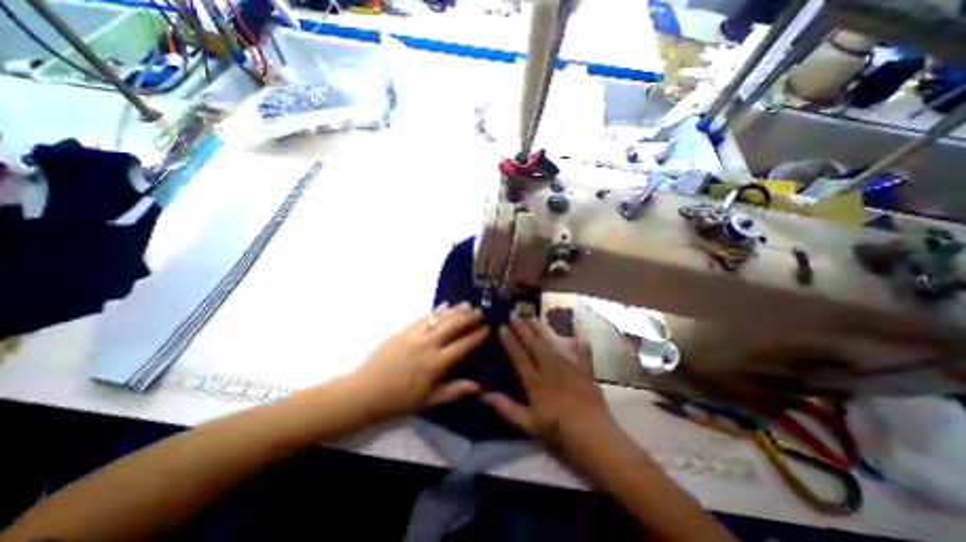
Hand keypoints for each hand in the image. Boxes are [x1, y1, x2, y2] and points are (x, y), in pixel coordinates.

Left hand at [351, 305, 491, 419]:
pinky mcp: (403, 330)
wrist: (366, 391)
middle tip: (480, 311)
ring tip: (467, 304)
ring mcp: (415, 335)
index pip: (463, 345)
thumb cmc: (400, 399)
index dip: (476, 336)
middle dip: (469, 318)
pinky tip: (445, 305)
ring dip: (455, 310)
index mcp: (436, 363)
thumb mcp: (430, 400)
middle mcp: (428, 344)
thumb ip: (455, 391)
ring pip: (440, 318)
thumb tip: (479, 387)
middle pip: (453, 326)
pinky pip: (423, 317)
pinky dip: (436, 310)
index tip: (487, 328)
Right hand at [488, 313, 614, 456]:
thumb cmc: (558, 433)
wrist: (595, 438)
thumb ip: (505, 408)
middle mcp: (551, 368)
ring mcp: (569, 366)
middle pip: (533, 344)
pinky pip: (582, 349)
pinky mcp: (585, 370)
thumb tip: (483, 395)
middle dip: (522, 328)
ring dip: (541, 328)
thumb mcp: (528, 425)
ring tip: (531, 316)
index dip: (509, 340)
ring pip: (552, 342)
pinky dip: (579, 337)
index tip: (501, 326)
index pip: (518, 356)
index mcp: (535, 382)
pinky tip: (576, 326)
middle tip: (513, 314)